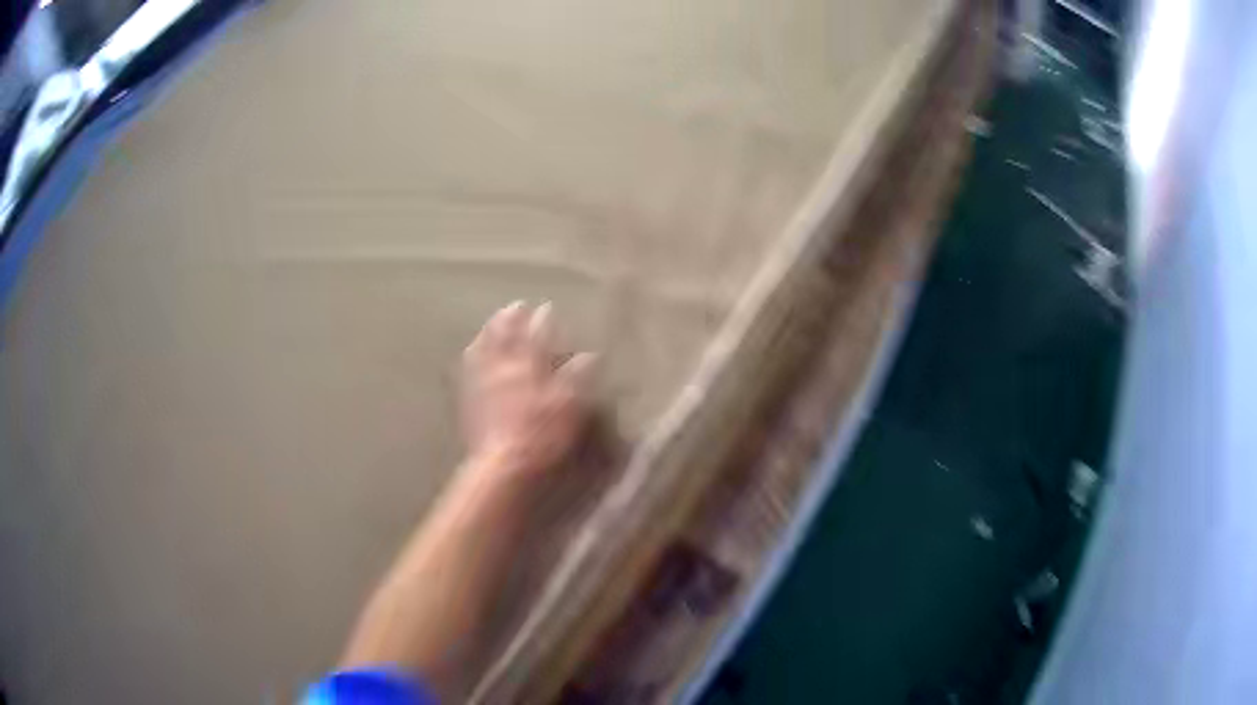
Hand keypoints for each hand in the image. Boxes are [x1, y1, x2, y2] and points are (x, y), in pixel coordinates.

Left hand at [461, 301, 594, 477]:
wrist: (502, 463)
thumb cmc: (541, 434)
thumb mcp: (569, 406)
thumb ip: (577, 377)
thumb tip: (588, 354)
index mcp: (528, 364)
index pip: (537, 333)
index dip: (544, 319)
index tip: (548, 308)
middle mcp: (502, 365)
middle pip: (504, 333)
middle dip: (512, 316)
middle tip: (517, 305)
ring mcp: (481, 380)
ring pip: (483, 344)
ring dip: (490, 329)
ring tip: (495, 320)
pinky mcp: (468, 397)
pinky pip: (468, 365)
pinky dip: (473, 351)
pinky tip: (473, 350)